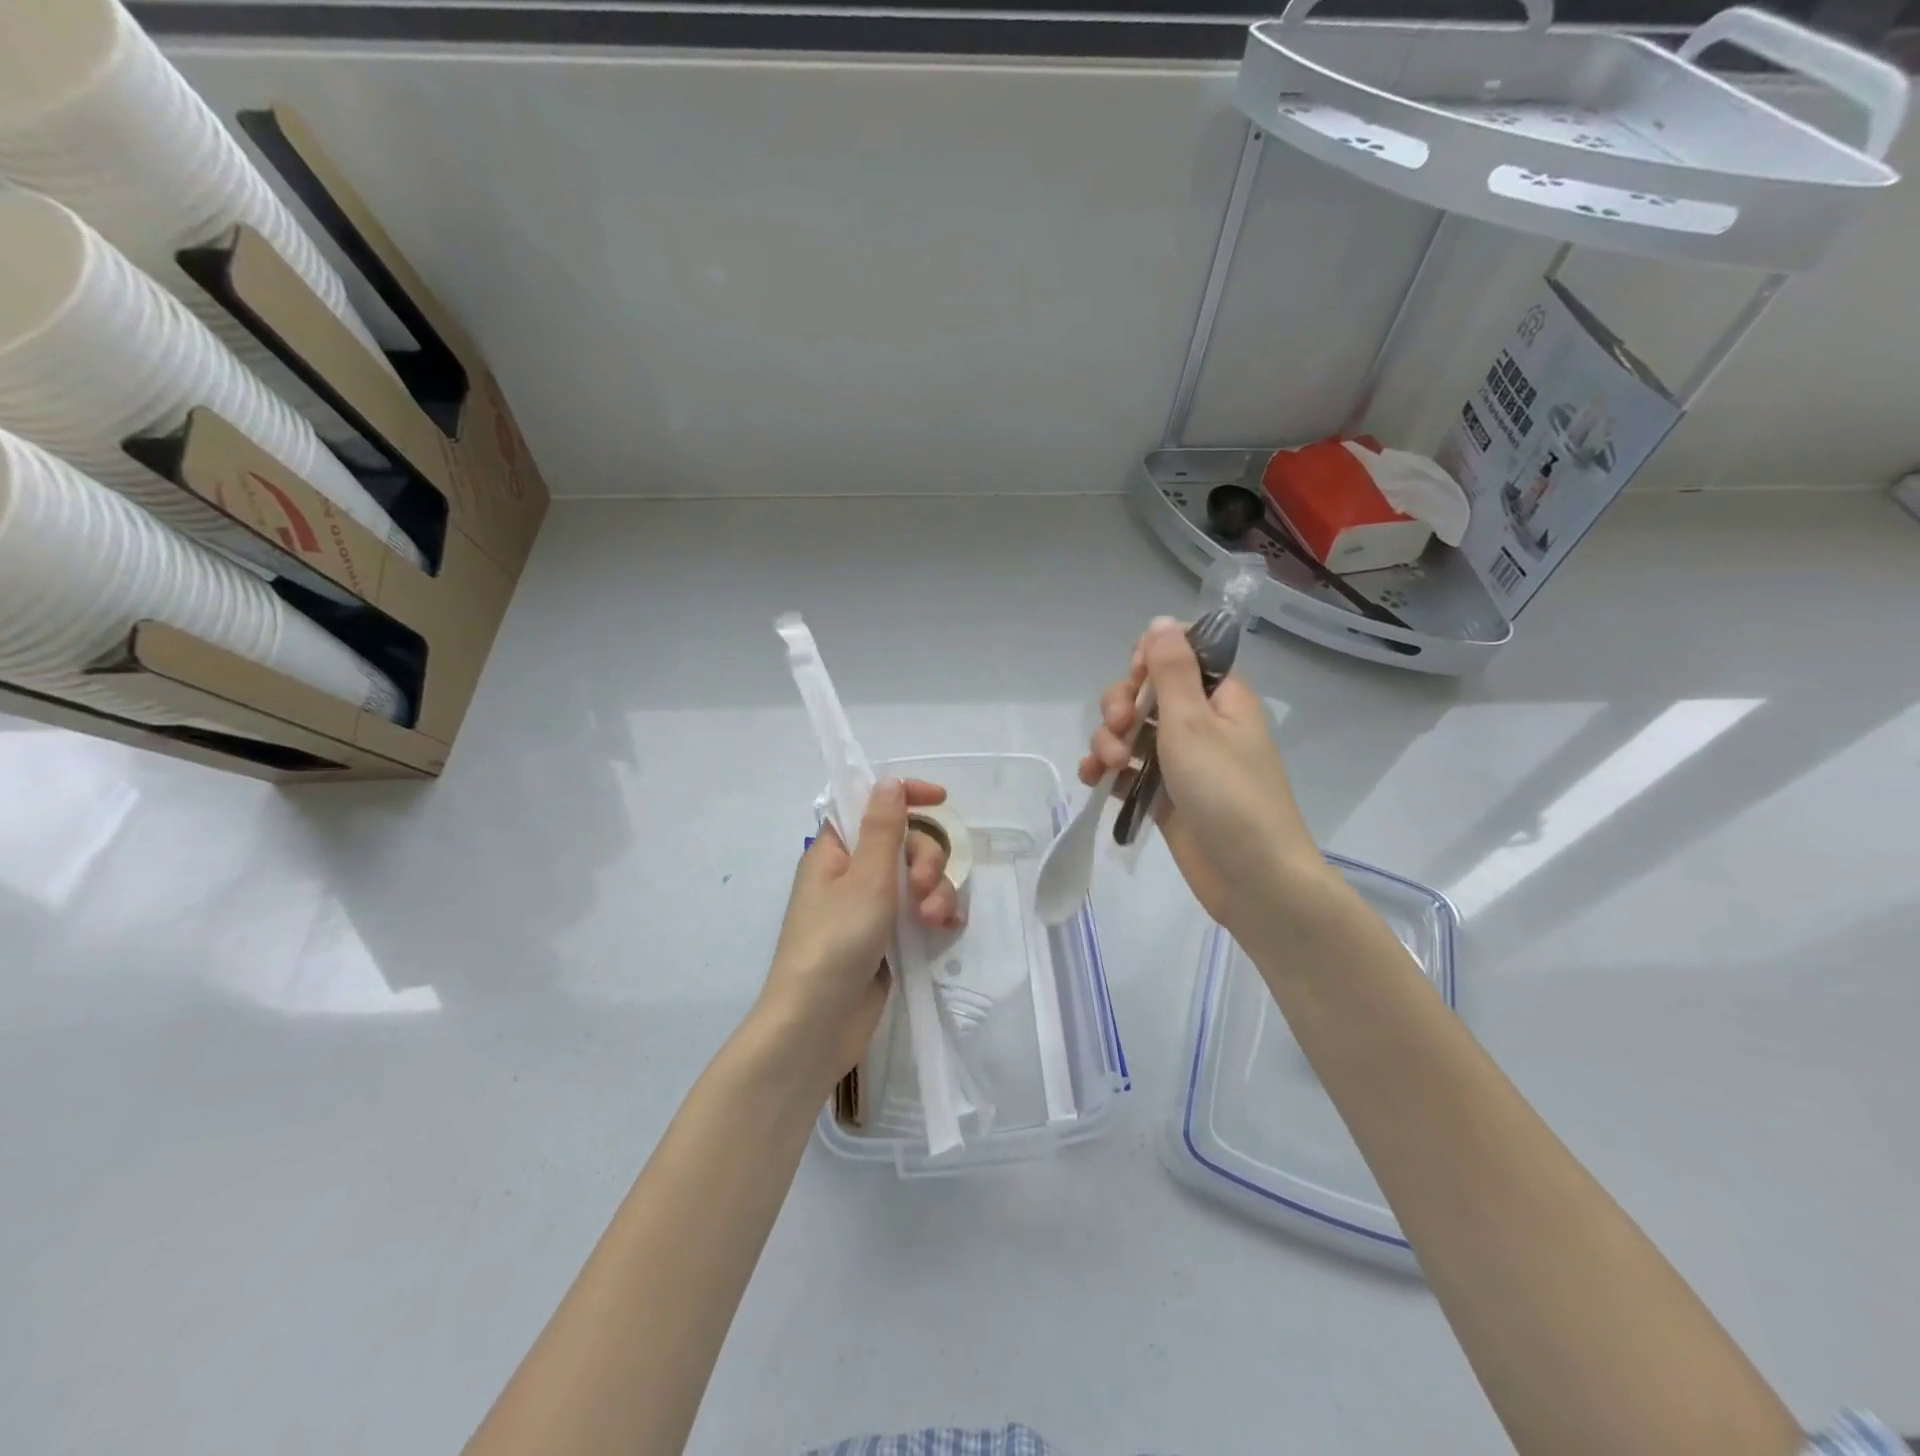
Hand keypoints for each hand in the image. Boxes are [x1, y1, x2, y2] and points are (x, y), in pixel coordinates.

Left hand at [755, 777, 955, 1084]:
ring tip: (932, 921)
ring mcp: (871, 909)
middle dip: (926, 859)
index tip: (940, 799)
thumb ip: (883, 827)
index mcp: (836, 851)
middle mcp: (852, 875)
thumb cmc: (835, 941)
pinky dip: (936, 916)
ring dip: (935, 893)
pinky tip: (946, 930)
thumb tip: (888, 781)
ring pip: (918, 880)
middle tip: (924, 887)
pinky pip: (920, 914)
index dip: (904, 797)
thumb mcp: (866, 877)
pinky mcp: (888, 940)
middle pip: (904, 844)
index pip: (870, 807)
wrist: (817, 1024)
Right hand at [1078, 619, 1328, 937]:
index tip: (1135, 680)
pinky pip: (1129, 770)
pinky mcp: (1165, 794)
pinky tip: (1094, 780)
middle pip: (1146, 693)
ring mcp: (1182, 761)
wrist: (1252, 878)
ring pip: (1131, 732)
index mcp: (1220, 696)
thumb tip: (1161, 620)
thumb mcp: (1193, 723)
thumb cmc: (1227, 793)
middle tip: (1117, 729)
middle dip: (1120, 707)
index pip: (1180, 655)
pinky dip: (1109, 771)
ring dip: (1108, 741)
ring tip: (1104, 767)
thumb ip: (1171, 670)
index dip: (1148, 661)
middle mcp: (1201, 722)